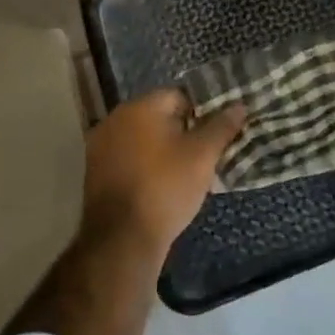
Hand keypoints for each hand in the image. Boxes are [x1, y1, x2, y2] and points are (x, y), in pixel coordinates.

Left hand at [81, 90, 246, 257]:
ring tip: (186, 172)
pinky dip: (146, 165)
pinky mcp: (96, 171)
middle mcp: (115, 118)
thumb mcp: (203, 156)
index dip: (202, 113)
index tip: (216, 135)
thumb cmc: (166, 188)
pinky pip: (129, 157)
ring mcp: (101, 145)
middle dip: (183, 131)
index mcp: (140, 107)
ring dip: (163, 149)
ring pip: (143, 138)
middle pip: (159, 116)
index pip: (179, 96)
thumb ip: (221, 126)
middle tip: (205, 154)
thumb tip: (239, 106)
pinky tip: (161, 184)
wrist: (122, 239)